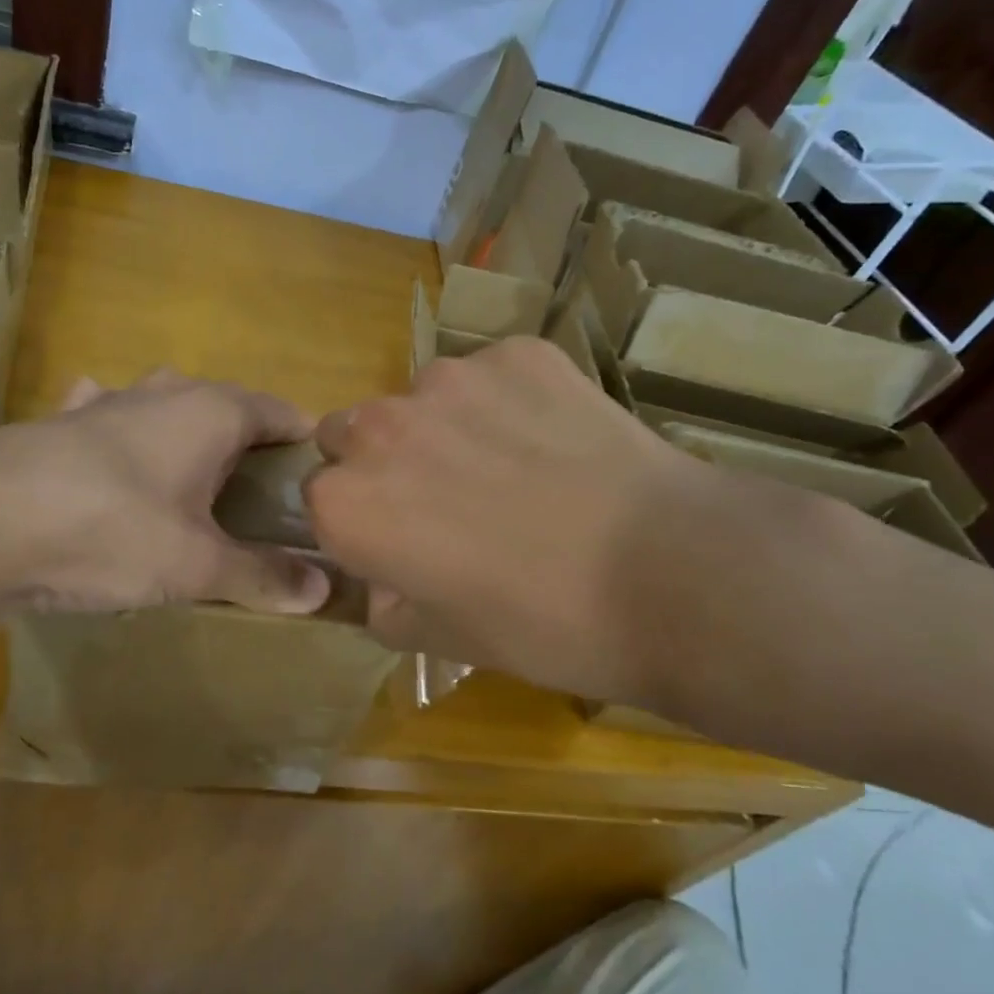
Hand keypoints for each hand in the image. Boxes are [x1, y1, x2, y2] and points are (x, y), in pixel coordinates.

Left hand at [0, 370, 331, 644]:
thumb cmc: (110, 530)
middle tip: (259, 504)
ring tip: (194, 487)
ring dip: (186, 440)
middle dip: (248, 449)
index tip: (317, 489)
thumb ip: (262, 574)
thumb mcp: (196, 564)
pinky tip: (112, 460)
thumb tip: (324, 590)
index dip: (305, 448)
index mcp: (213, 411)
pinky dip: (121, 436)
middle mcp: (166, 392)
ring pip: (168, 410)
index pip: (283, 414)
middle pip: (228, 410)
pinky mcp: (61, 421)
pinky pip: (107, 419)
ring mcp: (108, 401)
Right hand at [306, 338, 753, 703]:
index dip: (358, 520)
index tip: (397, 541)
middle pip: (354, 432)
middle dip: (383, 461)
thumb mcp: (445, 639)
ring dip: (447, 427)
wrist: (672, 574)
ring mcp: (452, 379)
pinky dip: (510, 401)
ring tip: (516, 469)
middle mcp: (381, 427)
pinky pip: (493, 375)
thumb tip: (383, 584)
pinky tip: (559, 442)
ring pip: (424, 399)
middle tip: (448, 499)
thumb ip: (386, 606)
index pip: (320, 497)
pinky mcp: (518, 353)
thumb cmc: (544, 625)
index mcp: (348, 502)